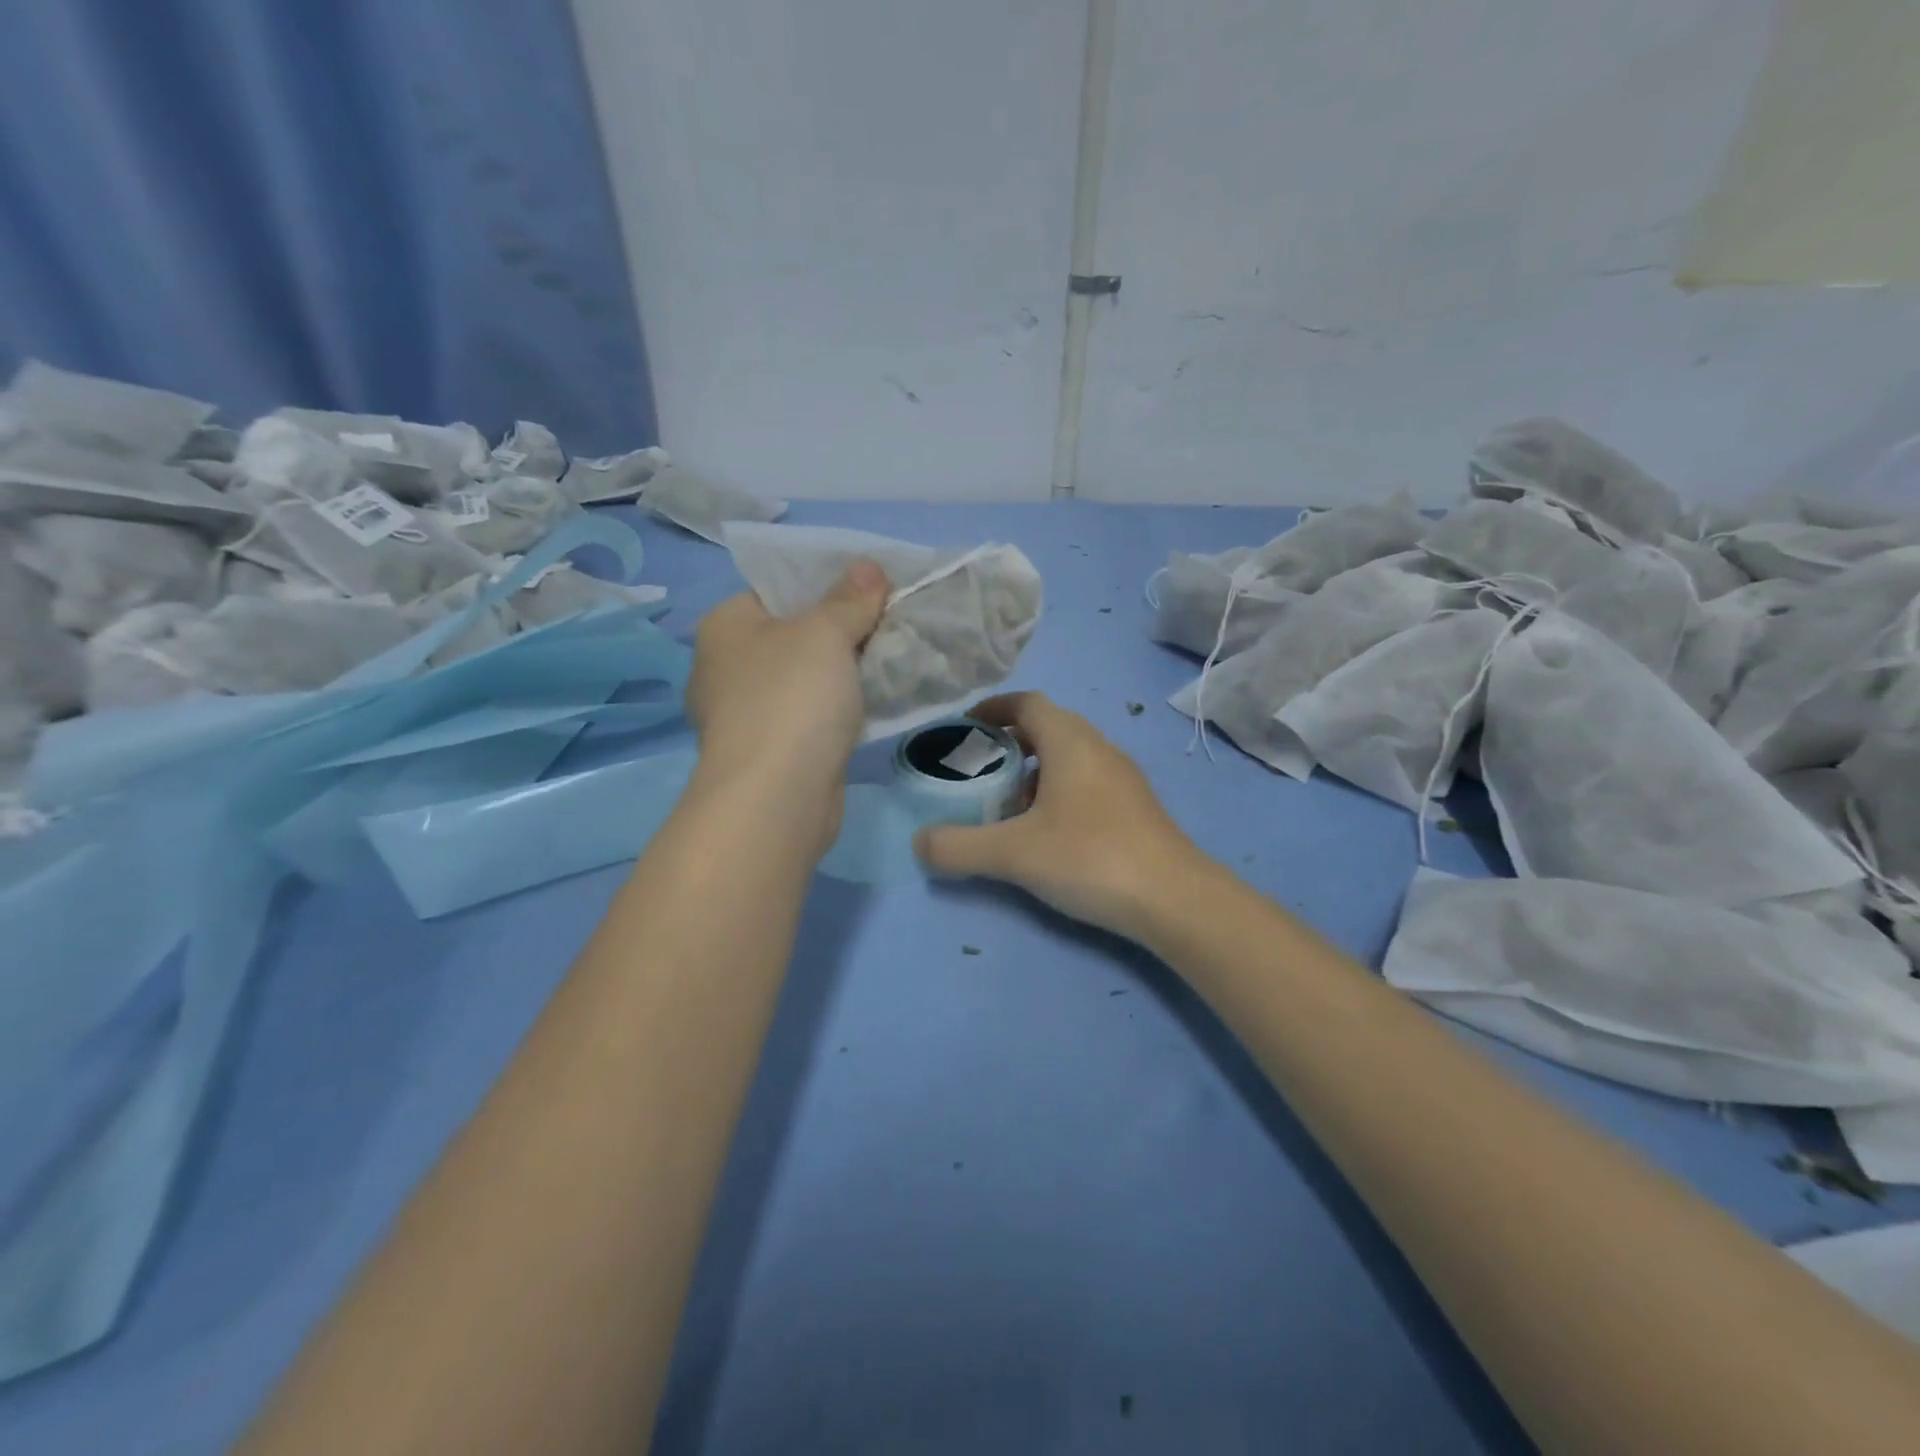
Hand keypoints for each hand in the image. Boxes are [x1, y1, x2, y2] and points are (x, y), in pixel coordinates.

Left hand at [688, 562, 889, 824]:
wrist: (776, 797)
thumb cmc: (792, 697)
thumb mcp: (826, 633)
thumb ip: (850, 599)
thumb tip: (868, 567)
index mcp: (725, 625)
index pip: (777, 589)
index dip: (826, 583)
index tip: (872, 588)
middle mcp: (725, 666)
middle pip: (794, 633)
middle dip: (842, 629)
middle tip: (890, 621)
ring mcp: (744, 713)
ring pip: (805, 677)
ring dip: (843, 672)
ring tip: (891, 659)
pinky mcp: (769, 751)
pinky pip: (810, 714)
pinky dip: (838, 708)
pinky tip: (873, 703)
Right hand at [914, 692, 1205, 940]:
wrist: (1174, 899)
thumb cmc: (1090, 857)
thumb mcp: (1013, 853)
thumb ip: (958, 847)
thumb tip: (919, 843)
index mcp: (1070, 741)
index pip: (1027, 703)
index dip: (993, 709)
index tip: (965, 727)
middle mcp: (1099, 748)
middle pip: (1048, 728)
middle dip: (1009, 744)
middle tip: (978, 772)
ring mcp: (1122, 778)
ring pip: (1069, 758)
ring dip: (1034, 772)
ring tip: (1008, 807)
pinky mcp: (1135, 807)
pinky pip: (1086, 783)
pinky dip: (1058, 793)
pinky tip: (1047, 834)